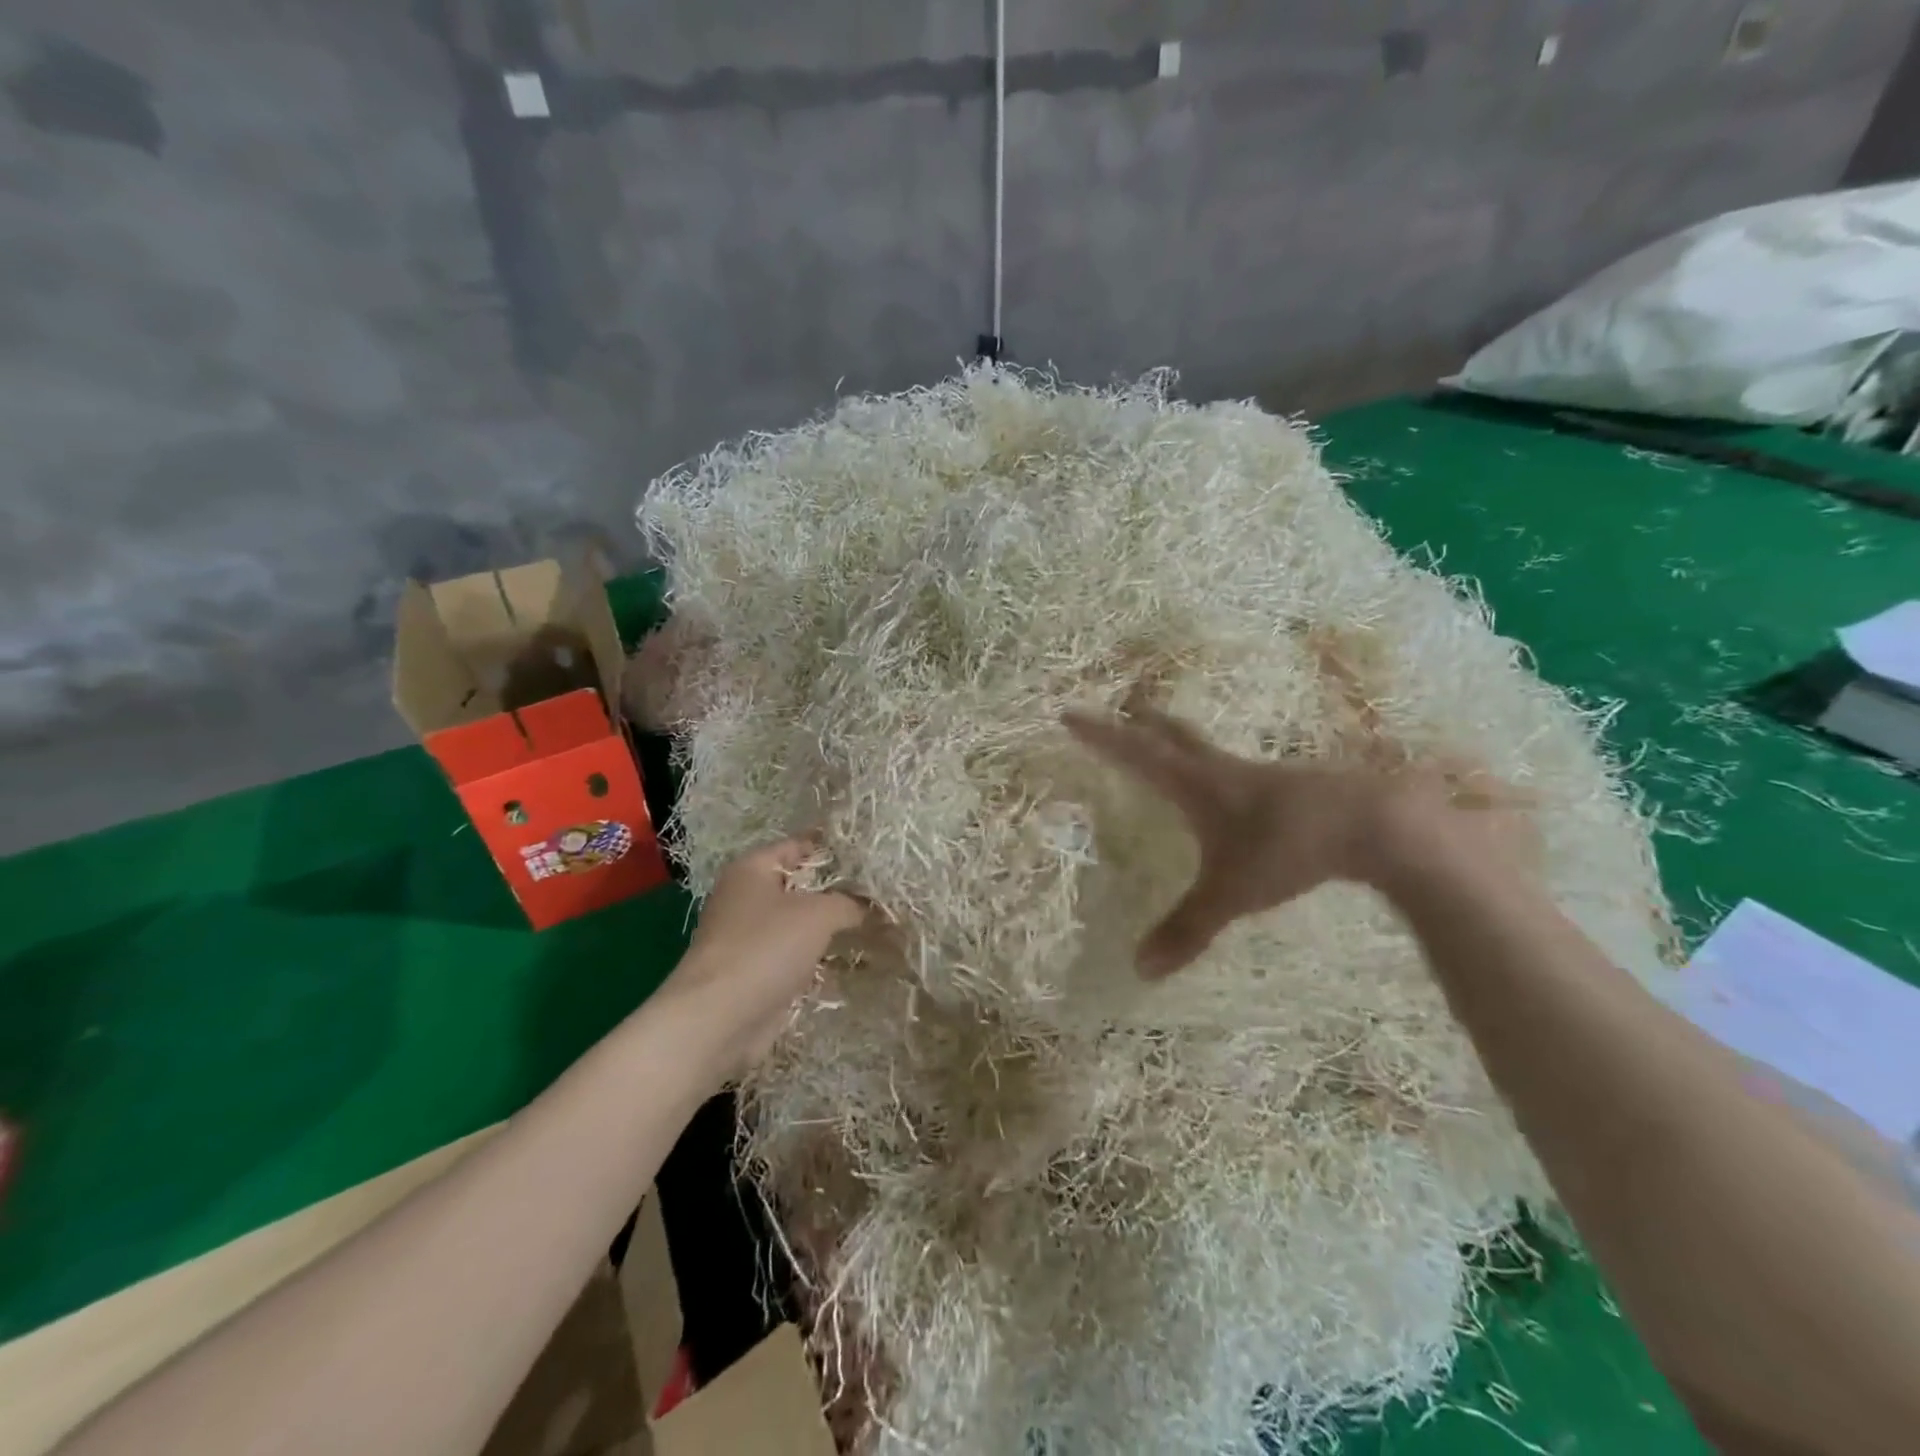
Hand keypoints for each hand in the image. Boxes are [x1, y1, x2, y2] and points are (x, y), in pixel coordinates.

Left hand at [663, 838, 865, 1076]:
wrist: (718, 1019)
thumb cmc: (765, 948)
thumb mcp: (818, 914)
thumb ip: (849, 903)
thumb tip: (871, 908)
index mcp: (753, 869)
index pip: (800, 845)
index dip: (835, 847)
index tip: (872, 853)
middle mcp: (748, 898)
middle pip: (803, 886)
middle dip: (841, 891)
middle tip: (883, 892)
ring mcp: (751, 938)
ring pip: (803, 924)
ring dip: (835, 928)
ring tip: (880, 926)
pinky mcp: (758, 973)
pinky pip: (799, 957)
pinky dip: (824, 959)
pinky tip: (858, 962)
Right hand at [1063, 704, 1531, 976]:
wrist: (1375, 822)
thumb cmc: (1288, 849)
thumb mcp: (1231, 893)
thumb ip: (1187, 929)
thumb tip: (1140, 969)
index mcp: (1196, 784)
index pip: (1135, 753)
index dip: (1101, 736)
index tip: (1069, 714)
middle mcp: (1222, 771)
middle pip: (1173, 735)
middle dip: (1143, 723)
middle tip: (1124, 708)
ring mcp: (1260, 775)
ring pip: (1208, 750)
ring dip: (1181, 741)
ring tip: (1171, 747)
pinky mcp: (1290, 786)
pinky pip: (1239, 770)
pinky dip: (1218, 768)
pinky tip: (1233, 791)